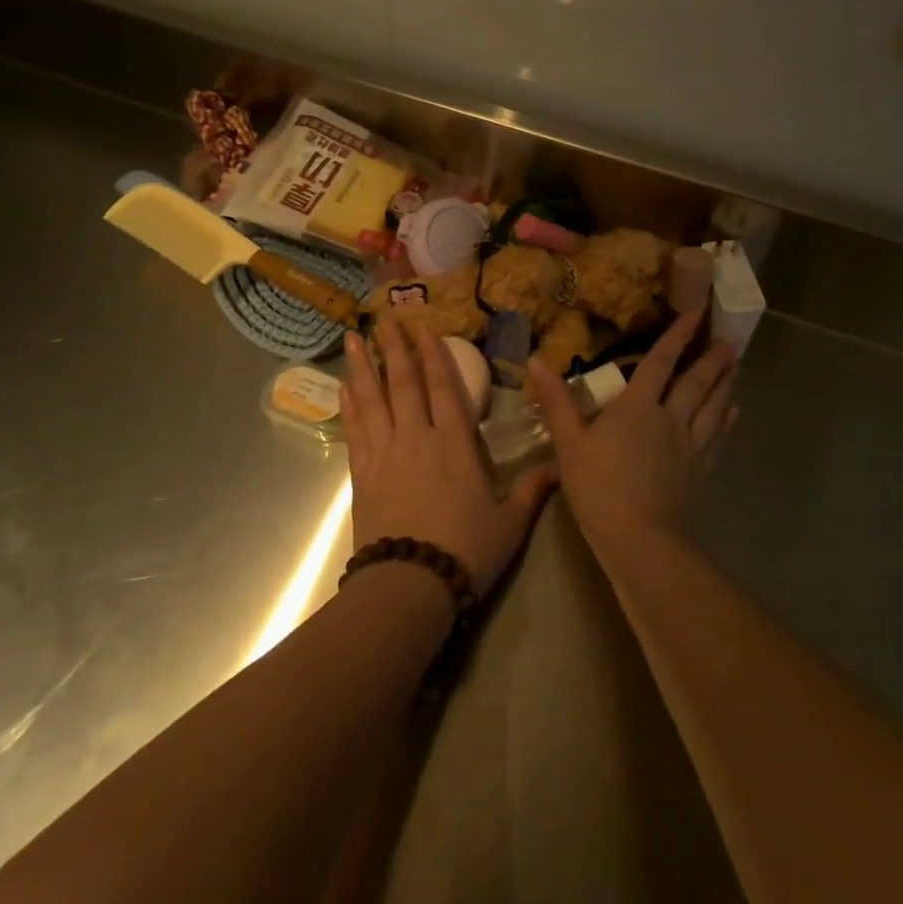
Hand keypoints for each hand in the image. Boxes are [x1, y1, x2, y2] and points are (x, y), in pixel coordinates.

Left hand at [342, 321, 557, 598]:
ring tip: (352, 338)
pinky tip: (344, 388)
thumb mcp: (509, 524)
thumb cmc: (465, 551)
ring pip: (373, 399)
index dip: (434, 354)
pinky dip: (349, 406)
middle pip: (404, 383)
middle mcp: (417, 438)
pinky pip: (355, 431)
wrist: (409, 586)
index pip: (443, 387)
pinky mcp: (362, 475)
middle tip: (384, 317)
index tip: (423, 327)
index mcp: (455, 444)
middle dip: (395, 347)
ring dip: (364, 366)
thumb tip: (559, 468)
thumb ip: (532, 491)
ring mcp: (385, 454)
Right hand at [528, 314, 737, 558]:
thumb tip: (536, 360)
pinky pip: (717, 437)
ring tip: (737, 368)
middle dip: (712, 360)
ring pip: (713, 407)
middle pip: (696, 383)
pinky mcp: (698, 471)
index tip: (695, 315)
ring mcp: (689, 446)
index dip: (676, 337)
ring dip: (725, 385)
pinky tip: (734, 413)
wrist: (640, 539)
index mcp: (638, 406)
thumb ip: (556, 401)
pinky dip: (727, 420)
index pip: (660, 363)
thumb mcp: (569, 442)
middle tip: (731, 342)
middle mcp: (670, 418)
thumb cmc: (599, 487)